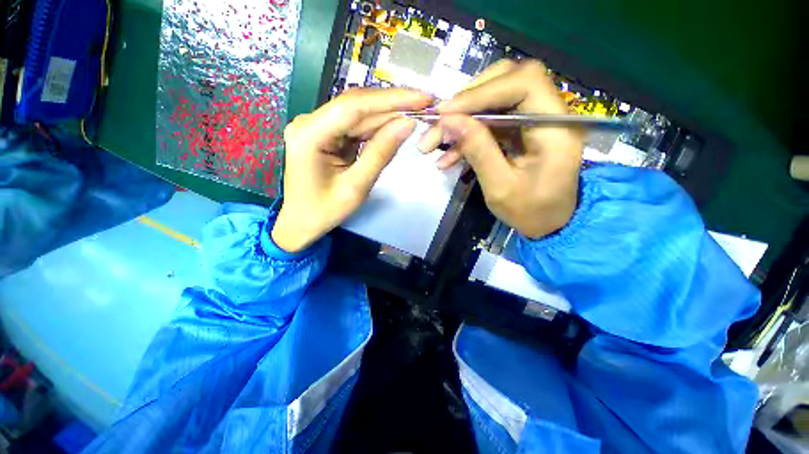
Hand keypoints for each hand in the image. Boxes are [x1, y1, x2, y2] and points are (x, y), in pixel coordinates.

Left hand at [272, 88, 432, 251]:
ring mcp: (317, 126)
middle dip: (393, 105)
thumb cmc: (324, 211)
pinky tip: (397, 125)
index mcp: (309, 134)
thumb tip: (407, 124)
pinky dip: (377, 127)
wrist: (301, 222)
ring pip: (358, 114)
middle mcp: (309, 122)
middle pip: (357, 106)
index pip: (354, 106)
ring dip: (388, 114)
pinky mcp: (326, 134)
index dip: (391, 99)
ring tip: (417, 112)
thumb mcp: (356, 186)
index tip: (423, 98)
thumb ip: (380, 153)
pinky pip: (355, 126)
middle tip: (426, 104)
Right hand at [417, 59, 582, 237]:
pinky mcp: (520, 130)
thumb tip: (449, 120)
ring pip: (493, 101)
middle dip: (467, 102)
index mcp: (556, 127)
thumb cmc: (530, 211)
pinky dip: (466, 135)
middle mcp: (549, 114)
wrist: (547, 223)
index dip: (481, 91)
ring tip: (433, 144)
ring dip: (460, 121)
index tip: (446, 113)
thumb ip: (478, 151)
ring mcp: (533, 120)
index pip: (523, 83)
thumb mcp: (500, 187)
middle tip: (439, 124)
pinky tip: (447, 155)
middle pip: (506, 82)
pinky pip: (489, 121)